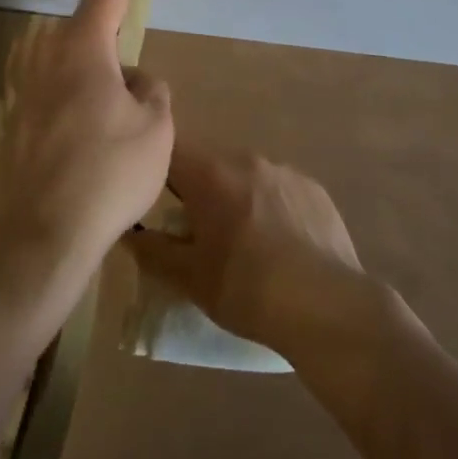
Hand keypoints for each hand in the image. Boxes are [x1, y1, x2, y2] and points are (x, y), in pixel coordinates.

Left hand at [0, 0, 173, 274]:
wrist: (38, 241)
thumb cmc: (107, 173)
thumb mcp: (156, 128)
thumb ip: (152, 91)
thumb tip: (136, 82)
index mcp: (83, 48)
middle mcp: (48, 61)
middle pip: (95, 42)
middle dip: (121, 66)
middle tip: (140, 111)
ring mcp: (28, 95)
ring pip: (83, 81)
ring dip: (107, 103)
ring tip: (122, 150)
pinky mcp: (19, 128)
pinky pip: (67, 110)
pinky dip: (88, 126)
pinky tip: (96, 167)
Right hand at [127, 140, 366, 359]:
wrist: (327, 306)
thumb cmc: (248, 290)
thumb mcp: (191, 279)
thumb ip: (154, 252)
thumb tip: (129, 235)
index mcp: (212, 174)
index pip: (171, 151)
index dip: (159, 170)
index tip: (156, 199)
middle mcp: (248, 159)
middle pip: (210, 164)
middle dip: (200, 191)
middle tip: (199, 233)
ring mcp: (285, 171)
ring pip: (246, 176)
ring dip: (237, 198)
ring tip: (245, 243)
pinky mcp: (315, 189)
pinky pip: (280, 189)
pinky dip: (272, 207)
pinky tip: (281, 245)